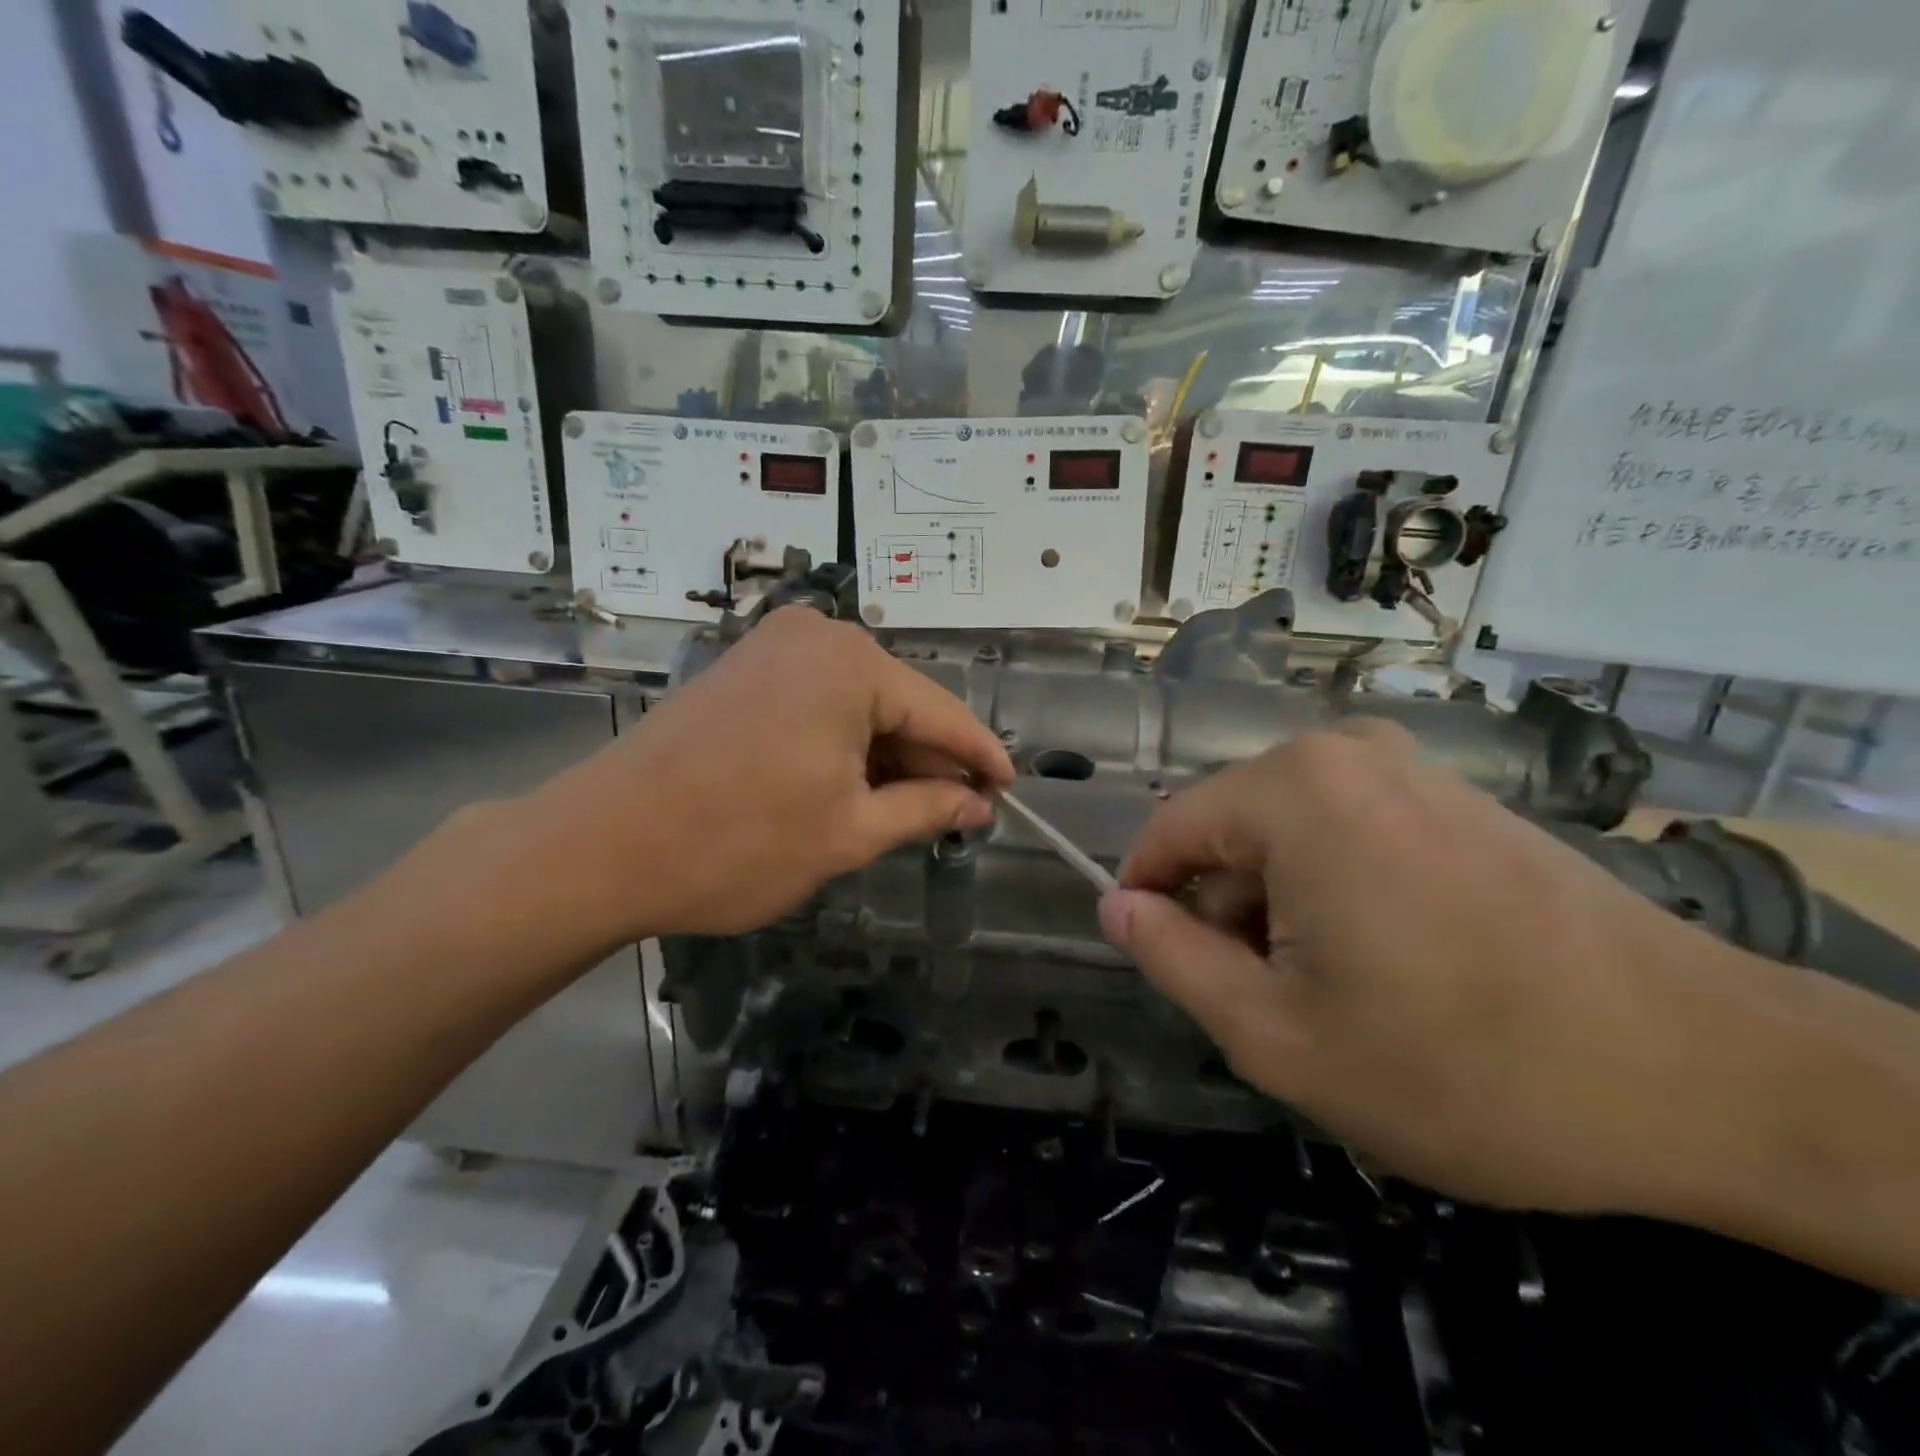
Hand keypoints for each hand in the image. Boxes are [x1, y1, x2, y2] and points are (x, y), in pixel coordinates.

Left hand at [511, 607, 1012, 942]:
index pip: (941, 713)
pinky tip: (856, 786)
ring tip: (911, 810)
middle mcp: (816, 636)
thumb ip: (925, 809)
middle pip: (898, 704)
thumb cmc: (738, 842)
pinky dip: (844, 744)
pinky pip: (818, 702)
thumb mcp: (849, 832)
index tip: (1010, 790)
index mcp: (852, 664)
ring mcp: (772, 647)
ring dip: (886, 756)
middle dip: (930, 761)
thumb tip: (977, 805)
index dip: (980, 757)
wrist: (601, 845)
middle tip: (960, 814)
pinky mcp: (743, 669)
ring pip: (858, 704)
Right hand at [1097, 723, 1767, 1217]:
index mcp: (1290, 790)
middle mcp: (1341, 752)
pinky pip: (1347, 830)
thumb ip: (1172, 959)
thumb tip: (1117, 907)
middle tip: (1271, 1002)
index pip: (1167, 831)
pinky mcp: (1454, 796)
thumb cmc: (1463, 1062)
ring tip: (1336, 991)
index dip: (1148, 901)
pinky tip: (1392, 961)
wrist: (1708, 1074)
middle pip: (1229, 830)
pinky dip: (1336, 890)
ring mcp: (1407, 767)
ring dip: (1281, 907)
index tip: (1166, 967)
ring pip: (1286, 833)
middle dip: (1226, 911)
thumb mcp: (1277, 1034)